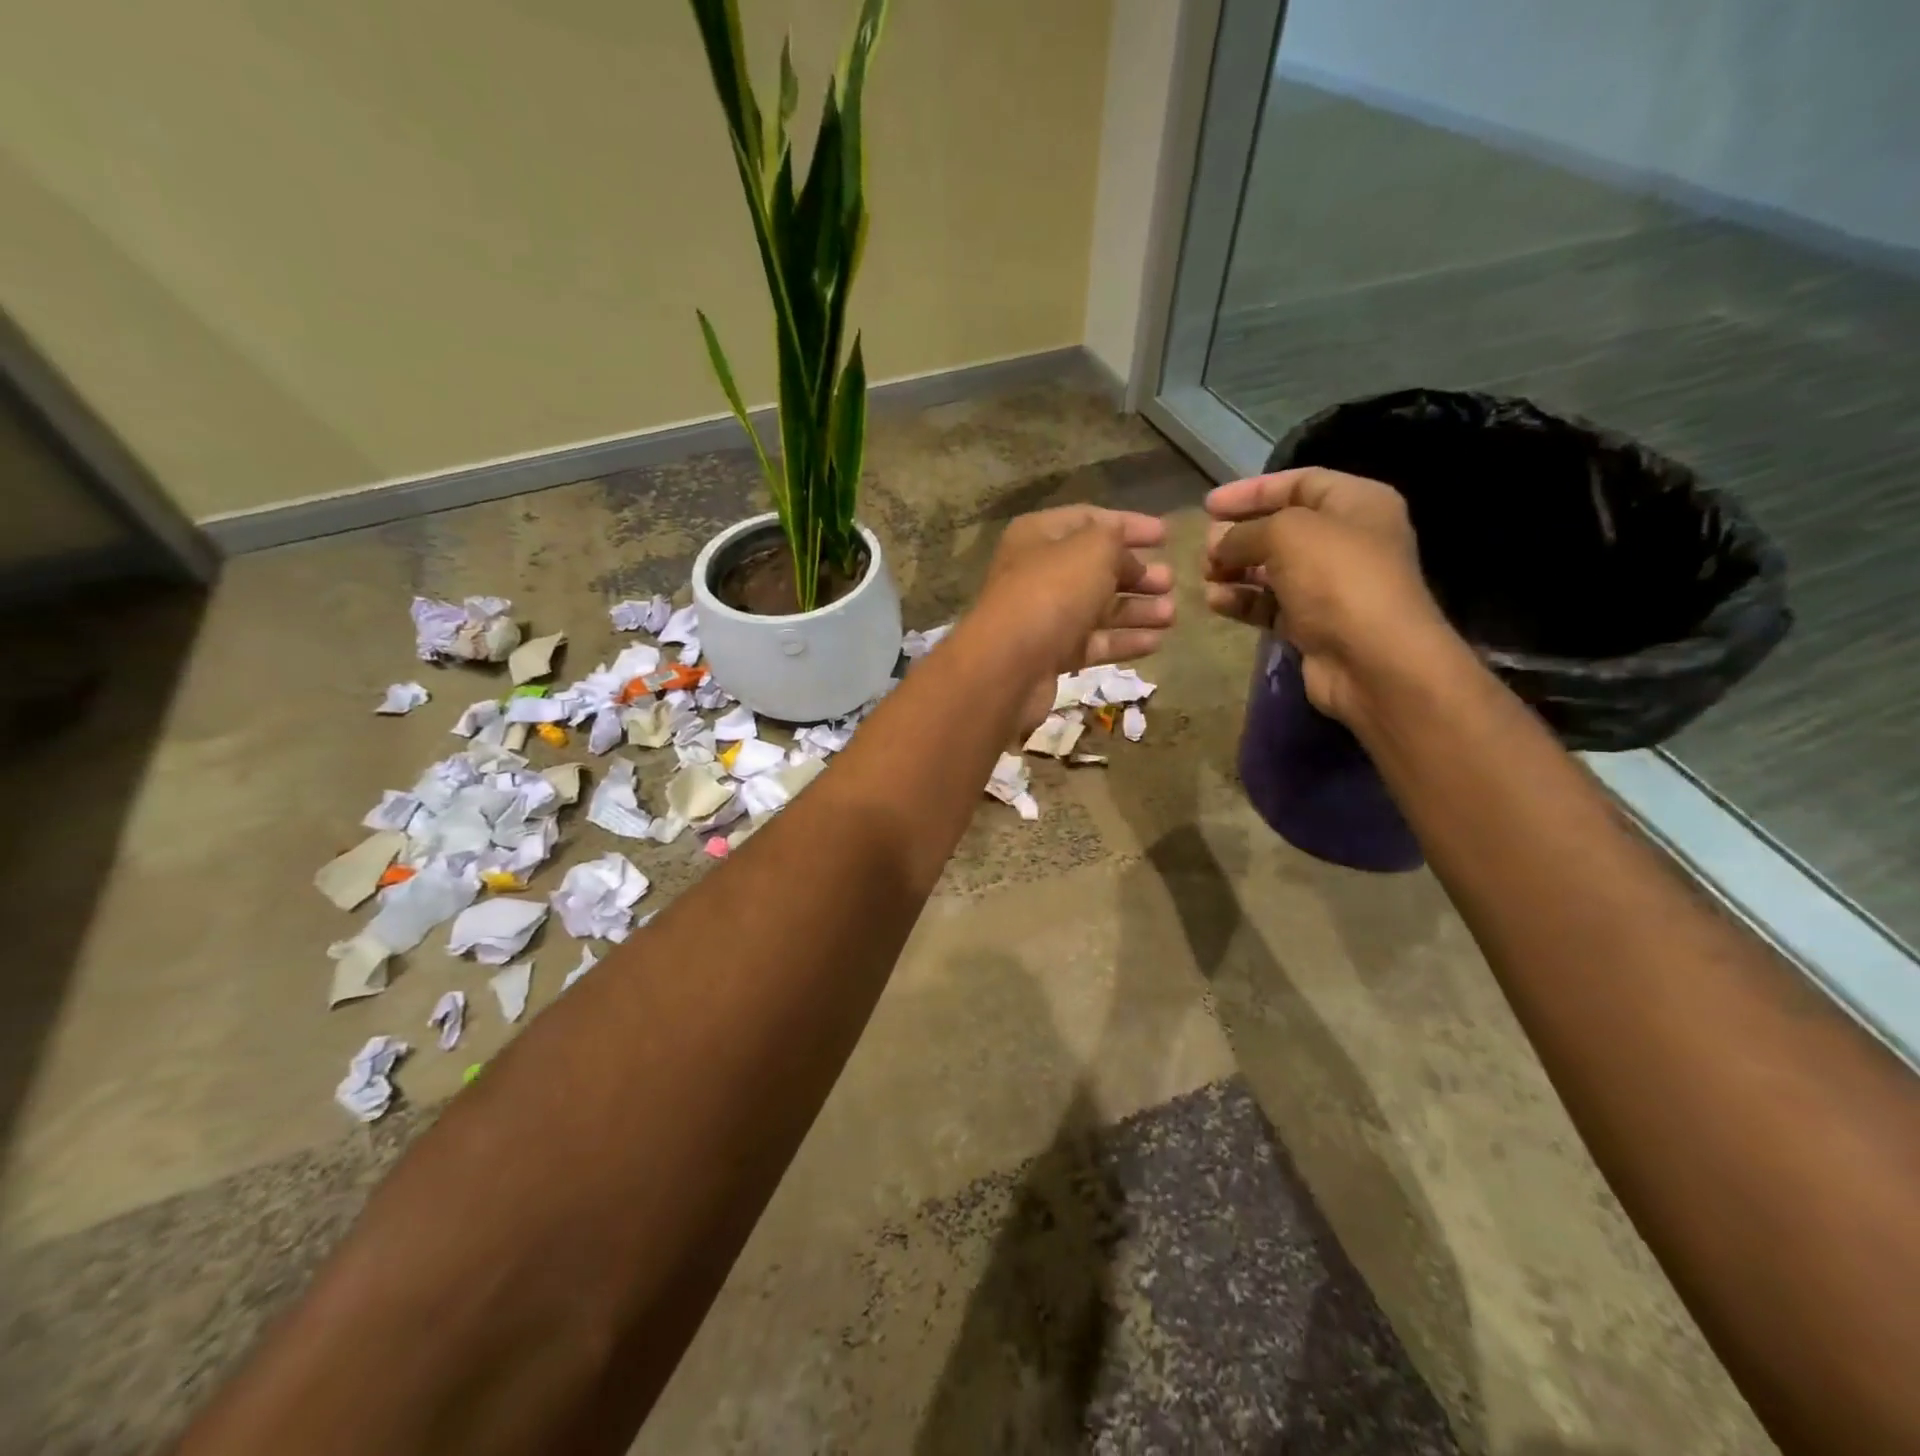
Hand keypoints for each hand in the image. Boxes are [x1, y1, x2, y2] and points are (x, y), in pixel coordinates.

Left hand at [975, 505, 1174, 727]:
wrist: (1010, 665)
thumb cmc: (1053, 593)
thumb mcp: (1092, 549)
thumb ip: (1115, 539)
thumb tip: (1124, 551)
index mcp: (1039, 536)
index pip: (1090, 520)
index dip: (1129, 525)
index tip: (1167, 536)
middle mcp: (1038, 572)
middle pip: (1095, 568)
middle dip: (1135, 573)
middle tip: (1170, 581)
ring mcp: (1043, 616)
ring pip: (1097, 608)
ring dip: (1136, 610)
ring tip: (1171, 614)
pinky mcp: (1051, 655)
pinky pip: (1093, 642)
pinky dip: (1123, 640)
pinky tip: (1156, 642)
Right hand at [1206, 468, 1450, 723]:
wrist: (1372, 660)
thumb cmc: (1336, 579)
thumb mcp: (1286, 534)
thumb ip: (1245, 531)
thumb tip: (1218, 544)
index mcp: (1356, 504)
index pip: (1298, 482)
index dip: (1251, 491)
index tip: (1208, 505)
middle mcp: (1346, 540)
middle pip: (1282, 528)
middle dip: (1239, 535)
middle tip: (1205, 547)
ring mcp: (1330, 585)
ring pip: (1271, 569)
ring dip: (1235, 570)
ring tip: (1206, 576)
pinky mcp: (1313, 624)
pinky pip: (1270, 605)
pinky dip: (1243, 601)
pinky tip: (1216, 602)